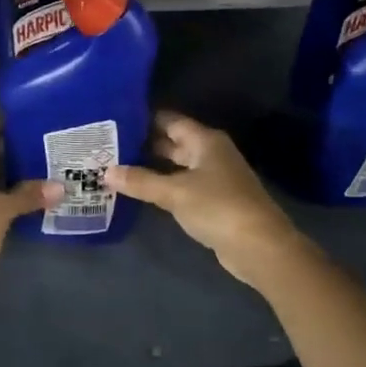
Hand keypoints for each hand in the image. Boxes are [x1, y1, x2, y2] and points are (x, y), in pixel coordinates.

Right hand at [104, 112, 302, 286]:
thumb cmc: (218, 207)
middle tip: (108, 146)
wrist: (259, 247)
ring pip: (177, 166)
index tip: (114, 119)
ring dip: (151, 167)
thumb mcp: (174, 192)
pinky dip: (163, 186)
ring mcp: (214, 178)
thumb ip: (140, 181)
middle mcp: (210, 154)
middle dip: (143, 144)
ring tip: (116, 166)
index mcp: (205, 141)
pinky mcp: (214, 202)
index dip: (144, 119)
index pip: (170, 120)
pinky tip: (140, 191)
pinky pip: (182, 186)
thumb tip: (106, 171)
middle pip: (173, 142)